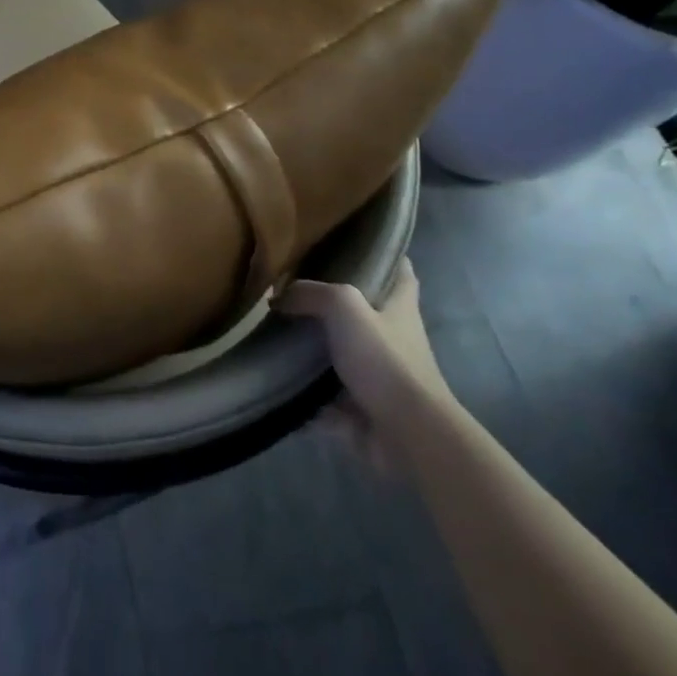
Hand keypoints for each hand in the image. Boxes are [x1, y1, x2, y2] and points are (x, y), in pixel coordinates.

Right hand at [273, 258, 451, 467]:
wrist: (406, 433)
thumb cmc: (384, 360)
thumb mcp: (344, 307)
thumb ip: (310, 293)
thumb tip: (278, 297)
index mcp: (399, 307)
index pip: (400, 270)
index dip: (384, 255)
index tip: (353, 243)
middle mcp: (392, 337)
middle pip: (362, 311)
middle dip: (330, 302)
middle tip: (290, 288)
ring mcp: (377, 375)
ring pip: (338, 353)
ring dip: (310, 349)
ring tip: (270, 332)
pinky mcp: (361, 407)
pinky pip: (324, 395)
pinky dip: (303, 392)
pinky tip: (272, 378)